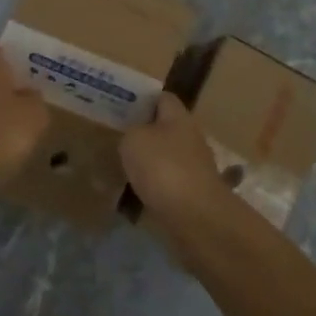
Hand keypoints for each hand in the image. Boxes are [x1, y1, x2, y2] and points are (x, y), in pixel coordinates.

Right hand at [120, 93, 225, 218]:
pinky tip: (137, 194)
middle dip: (145, 133)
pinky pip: (170, 184)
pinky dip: (156, 187)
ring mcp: (196, 168)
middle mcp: (192, 138)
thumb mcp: (133, 140)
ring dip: (150, 162)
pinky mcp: (195, 194)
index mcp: (180, 118)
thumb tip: (135, 137)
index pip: (163, 98)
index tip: (122, 105)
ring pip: (168, 158)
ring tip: (125, 168)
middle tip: (119, 137)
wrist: (194, 216)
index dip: (143, 99)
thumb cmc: (162, 167)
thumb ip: (131, 133)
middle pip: (167, 129)